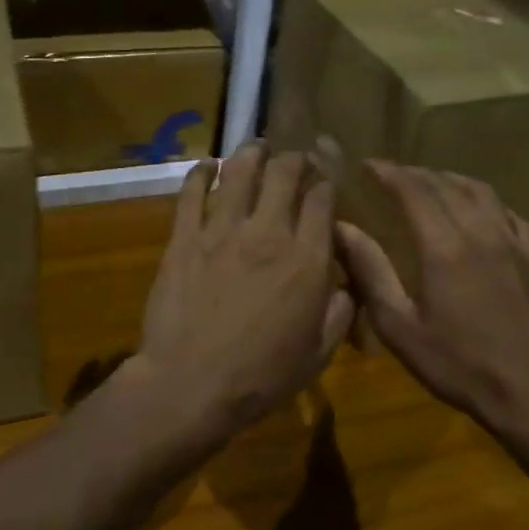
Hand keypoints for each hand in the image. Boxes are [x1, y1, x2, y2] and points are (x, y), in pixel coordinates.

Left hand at [135, 143, 354, 435]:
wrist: (192, 383)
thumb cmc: (261, 376)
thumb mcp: (318, 353)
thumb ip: (339, 311)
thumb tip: (343, 282)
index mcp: (307, 260)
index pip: (321, 200)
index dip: (325, 181)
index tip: (325, 175)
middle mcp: (268, 233)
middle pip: (283, 175)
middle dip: (293, 159)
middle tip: (293, 157)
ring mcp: (221, 231)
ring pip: (239, 173)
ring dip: (250, 154)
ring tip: (256, 147)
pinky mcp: (184, 238)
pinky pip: (191, 194)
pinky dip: (200, 173)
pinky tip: (206, 164)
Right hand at [334, 163, 528, 467]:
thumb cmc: (459, 364)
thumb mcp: (399, 326)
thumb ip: (370, 271)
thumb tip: (342, 229)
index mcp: (444, 246)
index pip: (413, 190)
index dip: (387, 172)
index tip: (365, 164)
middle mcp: (479, 232)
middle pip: (444, 184)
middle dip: (413, 173)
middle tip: (387, 174)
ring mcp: (510, 243)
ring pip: (479, 191)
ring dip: (448, 179)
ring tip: (427, 182)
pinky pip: (508, 213)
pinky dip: (485, 200)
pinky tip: (477, 210)